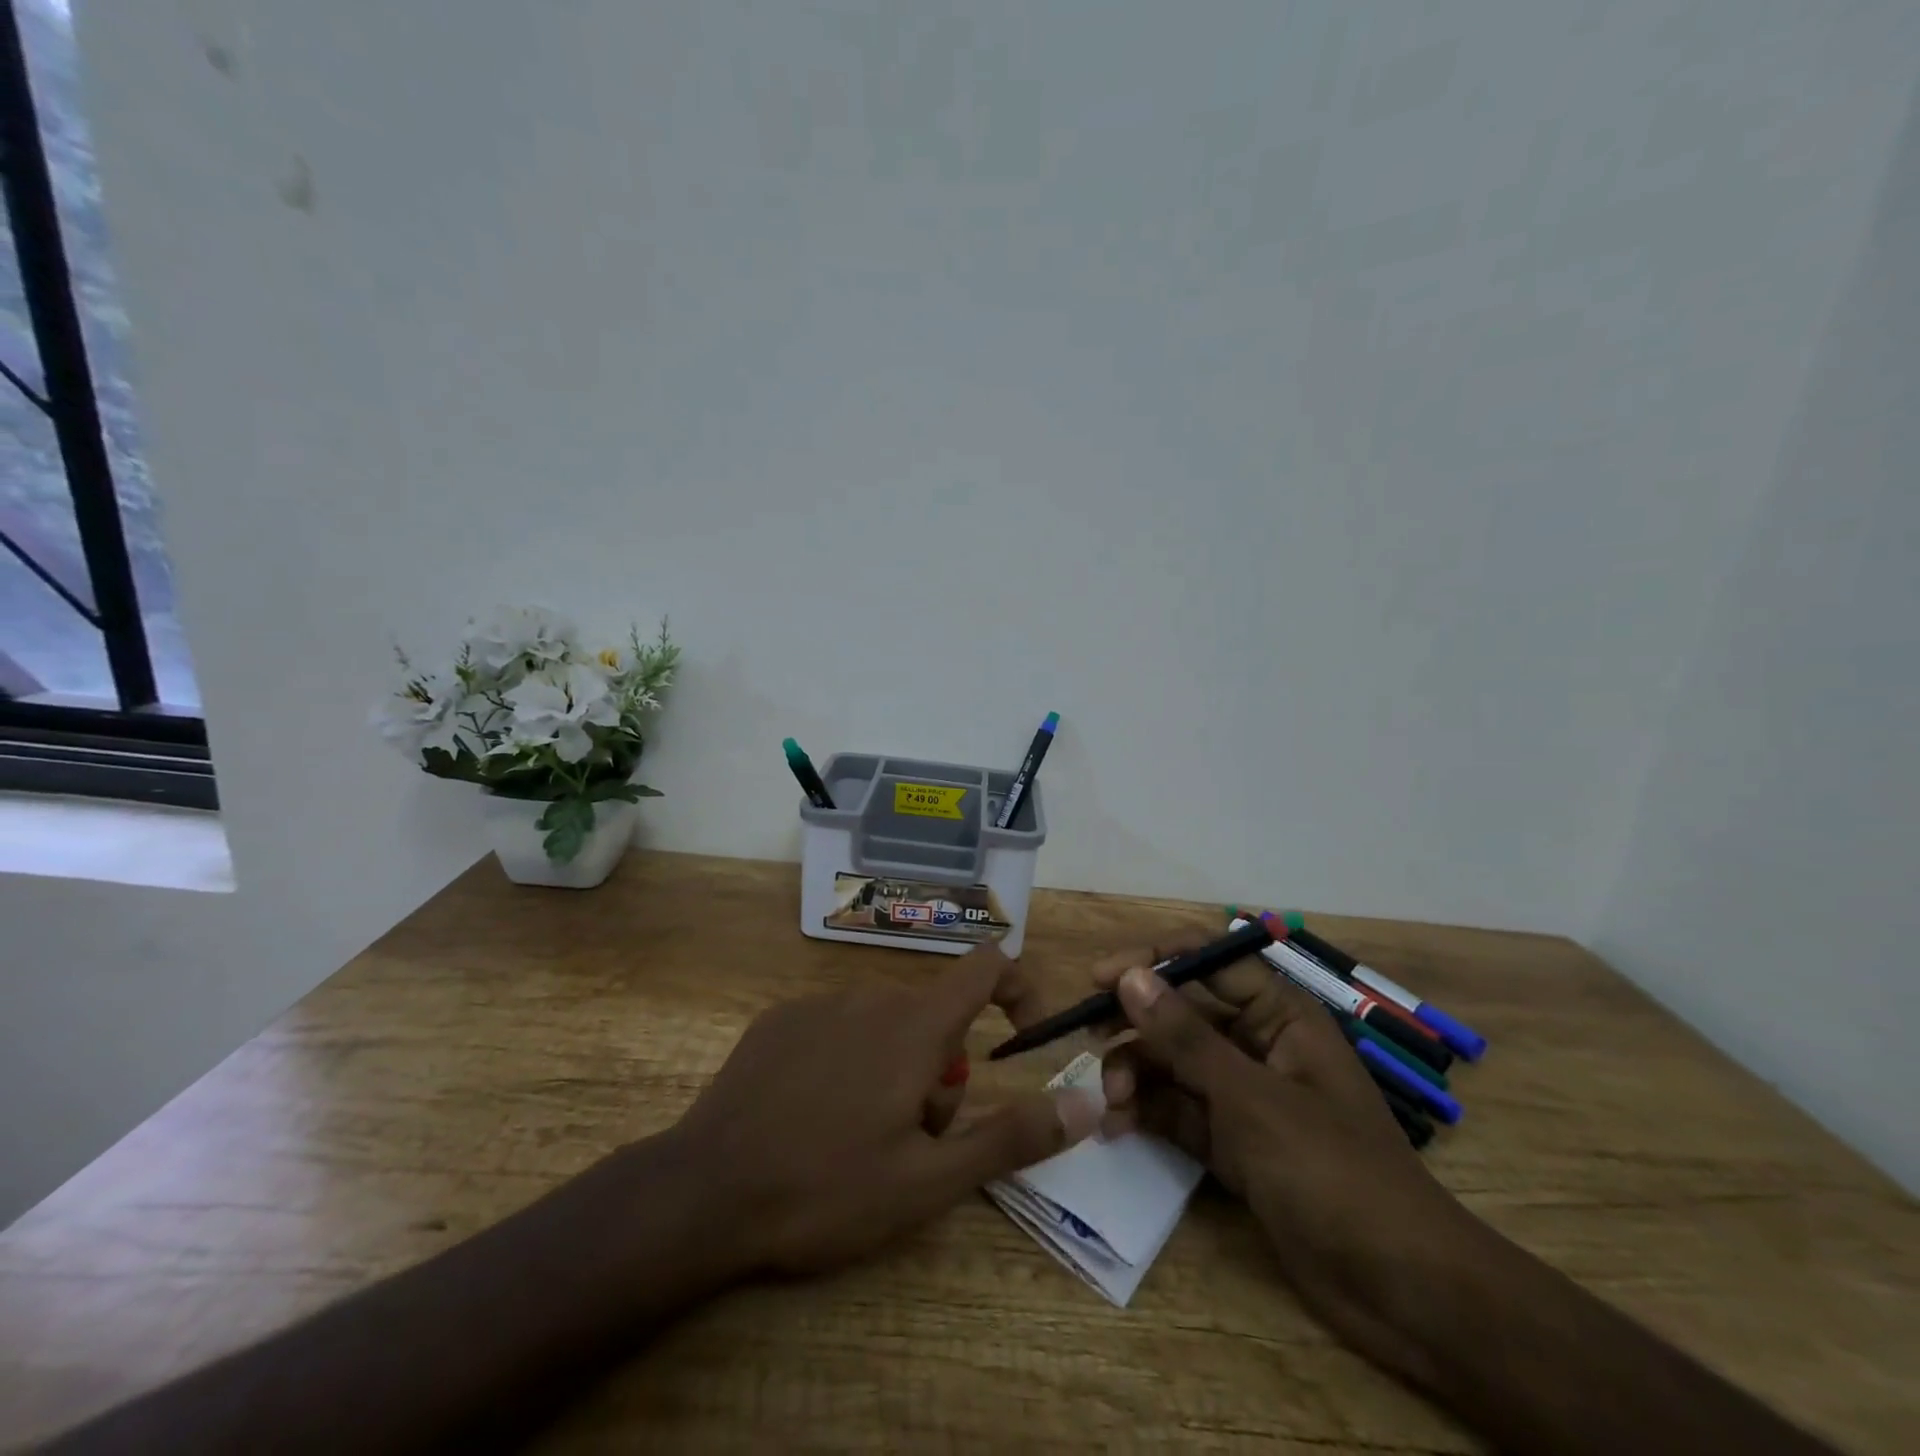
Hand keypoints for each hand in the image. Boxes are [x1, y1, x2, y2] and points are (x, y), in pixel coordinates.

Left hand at [670, 946, 1101, 1276]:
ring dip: (895, 1071)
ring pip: (886, 1027)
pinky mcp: (779, 1019)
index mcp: (914, 1026)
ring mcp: (820, 1003)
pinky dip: (848, 1062)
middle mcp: (872, 997)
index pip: (987, 966)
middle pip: (935, 1018)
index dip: (1019, 988)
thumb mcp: (929, 1181)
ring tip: (859, 1141)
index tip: (1024, 1036)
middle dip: (943, 1072)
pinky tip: (811, 1116)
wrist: (703, 1193)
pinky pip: (838, 1028)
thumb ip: (1012, 1137)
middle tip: (914, 1142)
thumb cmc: (827, 1189)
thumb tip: (1085, 1103)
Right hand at [1093, 933, 1477, 1376]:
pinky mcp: (1232, 1142)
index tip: (1100, 977)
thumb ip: (1185, 1038)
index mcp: (1281, 1015)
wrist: (1403, 1293)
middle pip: (1184, 1012)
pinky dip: (1148, 1112)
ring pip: (1174, 1062)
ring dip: (1136, 1073)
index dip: (1153, 960)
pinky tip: (1118, 1127)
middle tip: (1089, 1038)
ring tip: (1111, 1100)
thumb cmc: (1334, 1173)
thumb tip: (1130, 977)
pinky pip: (1178, 1110)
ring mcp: (1244, 1096)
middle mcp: (1259, 1045)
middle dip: (1137, 1025)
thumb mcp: (1252, 1099)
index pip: (1209, 962)